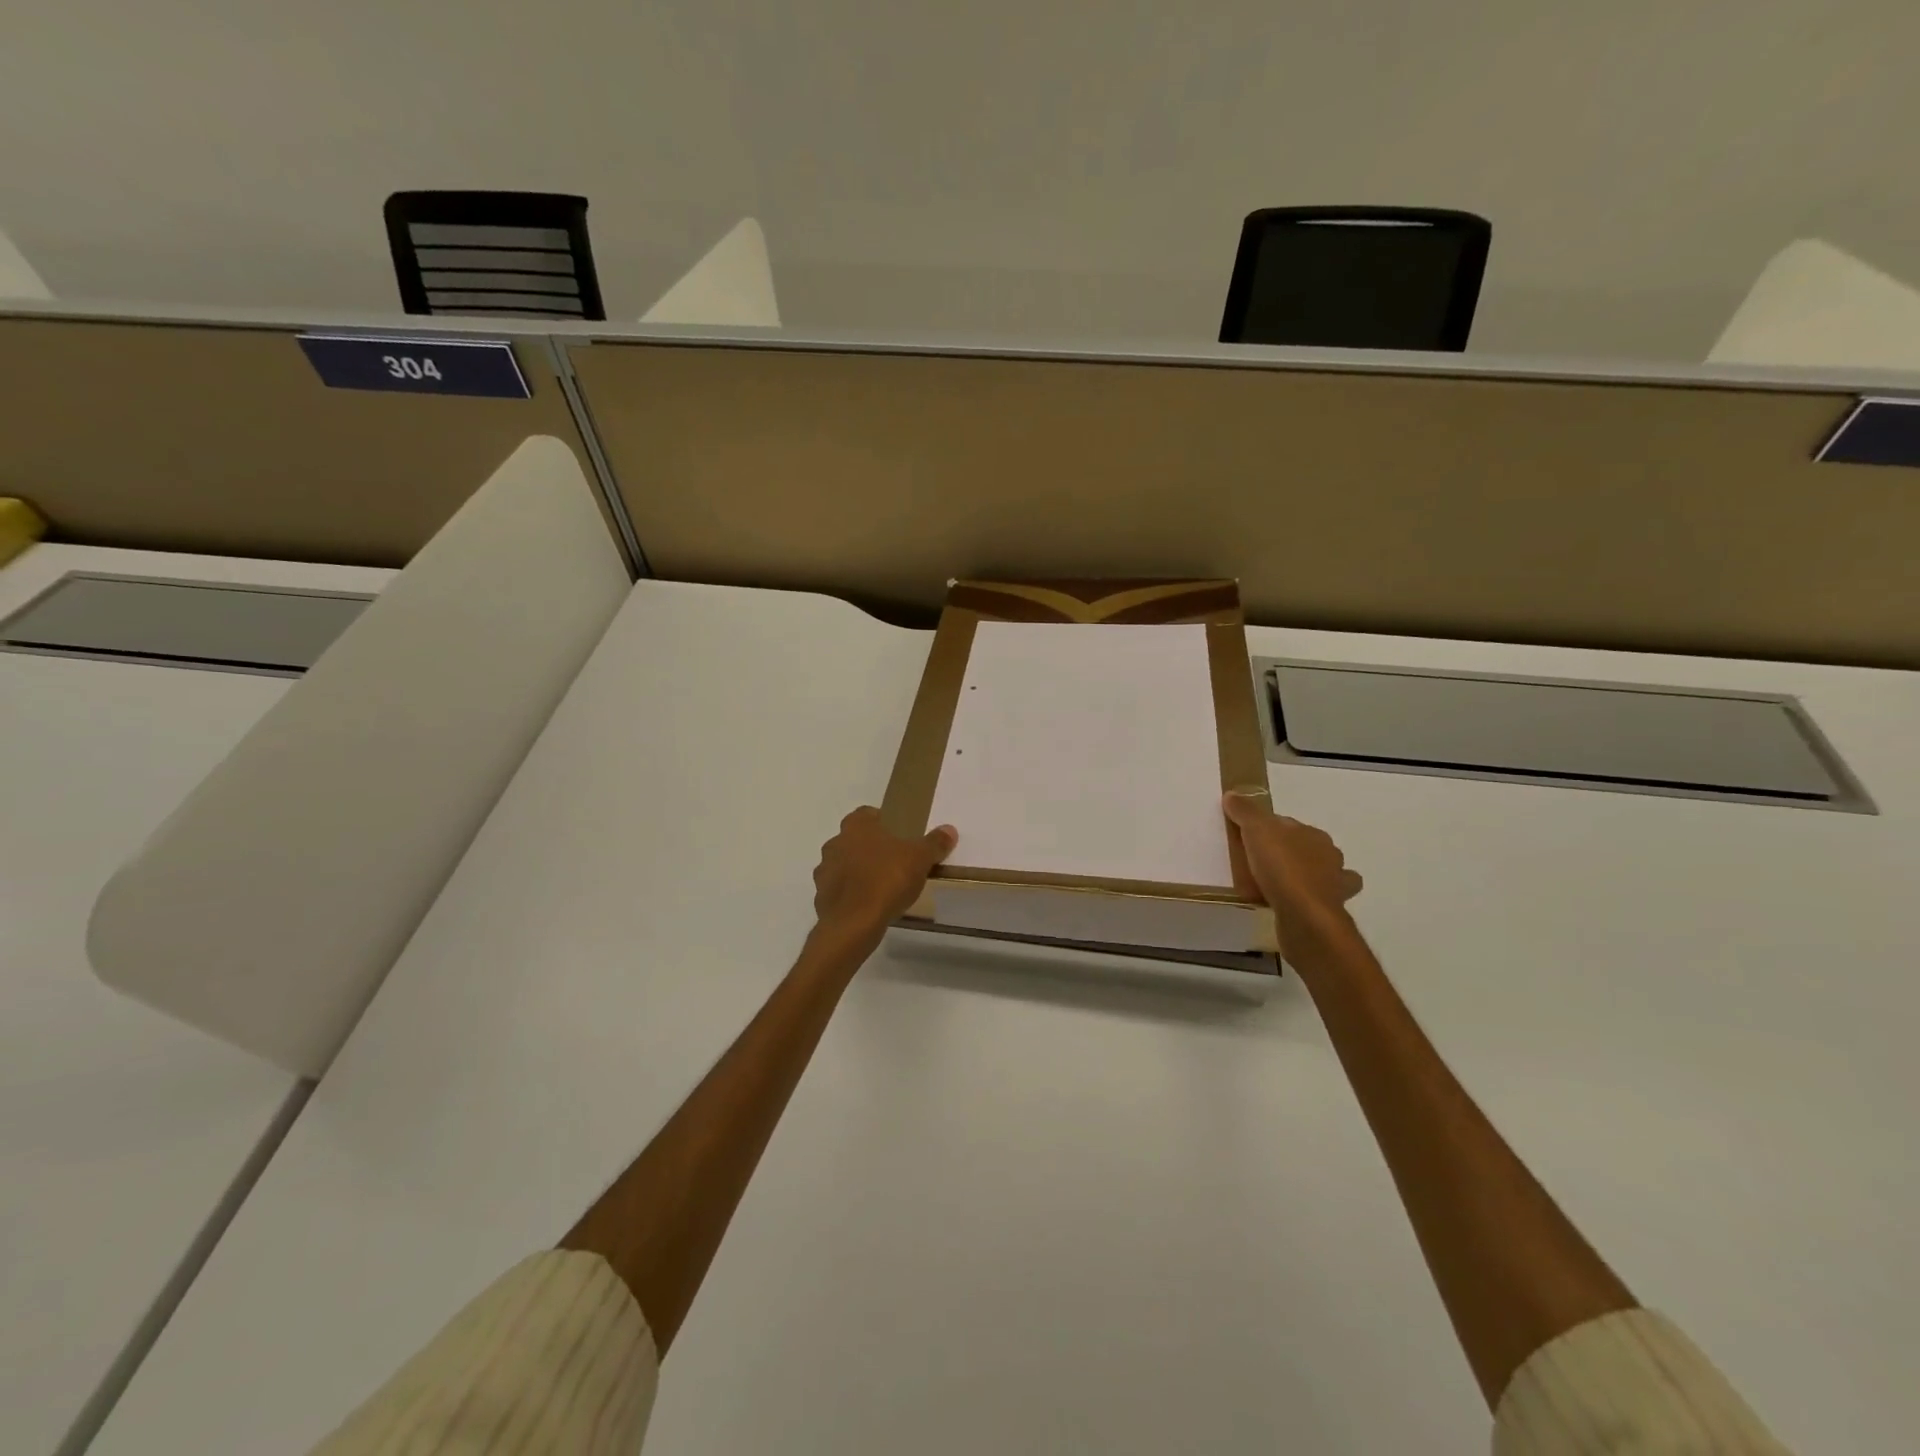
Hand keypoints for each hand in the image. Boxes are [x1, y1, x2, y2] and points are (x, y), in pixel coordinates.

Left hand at [812, 807, 958, 940]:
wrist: (853, 923)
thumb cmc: (887, 880)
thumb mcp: (920, 859)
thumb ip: (934, 843)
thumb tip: (949, 830)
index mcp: (856, 827)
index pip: (866, 813)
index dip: (881, 821)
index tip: (898, 834)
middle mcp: (835, 843)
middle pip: (853, 839)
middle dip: (870, 847)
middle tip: (893, 860)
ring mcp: (824, 871)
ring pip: (843, 864)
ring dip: (857, 871)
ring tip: (880, 886)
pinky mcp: (821, 897)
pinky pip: (838, 890)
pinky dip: (850, 894)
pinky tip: (867, 905)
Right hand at [1222, 789, 1363, 955]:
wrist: (1305, 916)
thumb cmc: (1283, 868)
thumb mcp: (1257, 831)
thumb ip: (1245, 811)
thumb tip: (1233, 795)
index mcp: (1314, 835)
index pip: (1288, 824)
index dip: (1267, 829)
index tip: (1247, 837)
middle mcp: (1329, 857)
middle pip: (1305, 848)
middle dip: (1289, 852)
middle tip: (1259, 861)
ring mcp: (1333, 886)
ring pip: (1319, 874)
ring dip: (1303, 876)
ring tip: (1276, 883)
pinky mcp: (1329, 911)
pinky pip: (1316, 900)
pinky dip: (1306, 900)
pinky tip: (1291, 903)